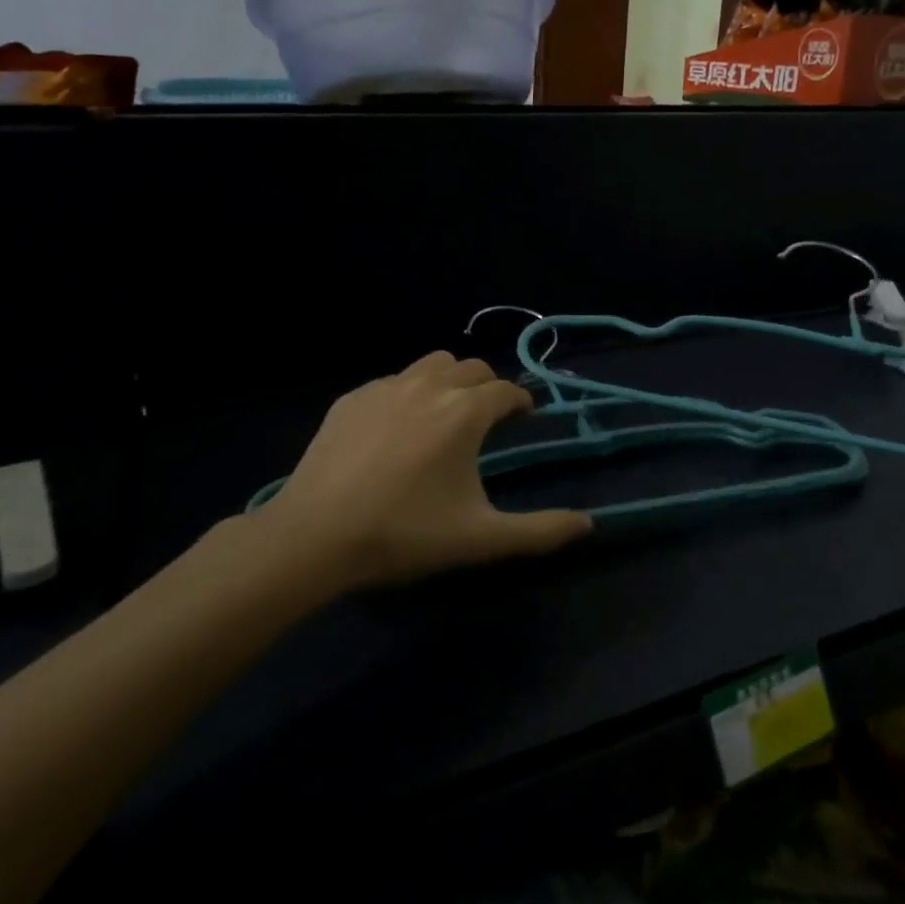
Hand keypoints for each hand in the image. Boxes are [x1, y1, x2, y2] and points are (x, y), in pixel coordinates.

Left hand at [249, 352, 592, 591]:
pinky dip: (406, 393)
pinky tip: (395, 429)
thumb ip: (540, 531)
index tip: (524, 416)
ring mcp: (385, 387)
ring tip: (444, 413)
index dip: (520, 401)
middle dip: (487, 387)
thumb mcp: (480, 538)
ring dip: (448, 380)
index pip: (505, 391)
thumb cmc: (405, 533)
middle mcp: (429, 386)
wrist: (315, 535)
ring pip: (430, 364)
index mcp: (465, 413)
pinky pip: (391, 381)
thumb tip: (589, 525)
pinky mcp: (351, 399)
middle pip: (471, 369)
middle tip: (486, 418)